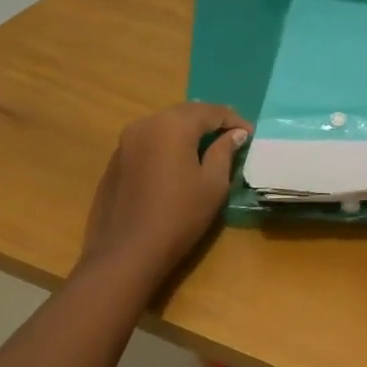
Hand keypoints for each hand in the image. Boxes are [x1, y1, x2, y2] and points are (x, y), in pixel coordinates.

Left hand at [78, 103, 250, 292]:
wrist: (125, 254)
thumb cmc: (178, 217)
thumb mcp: (213, 184)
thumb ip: (225, 151)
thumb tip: (235, 134)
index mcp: (173, 125)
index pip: (211, 111)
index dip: (234, 120)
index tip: (250, 135)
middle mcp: (146, 124)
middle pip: (186, 113)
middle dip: (210, 122)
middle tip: (232, 136)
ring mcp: (125, 142)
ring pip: (165, 125)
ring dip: (187, 132)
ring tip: (207, 148)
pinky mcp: (115, 161)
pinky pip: (148, 142)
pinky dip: (167, 145)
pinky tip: (176, 164)